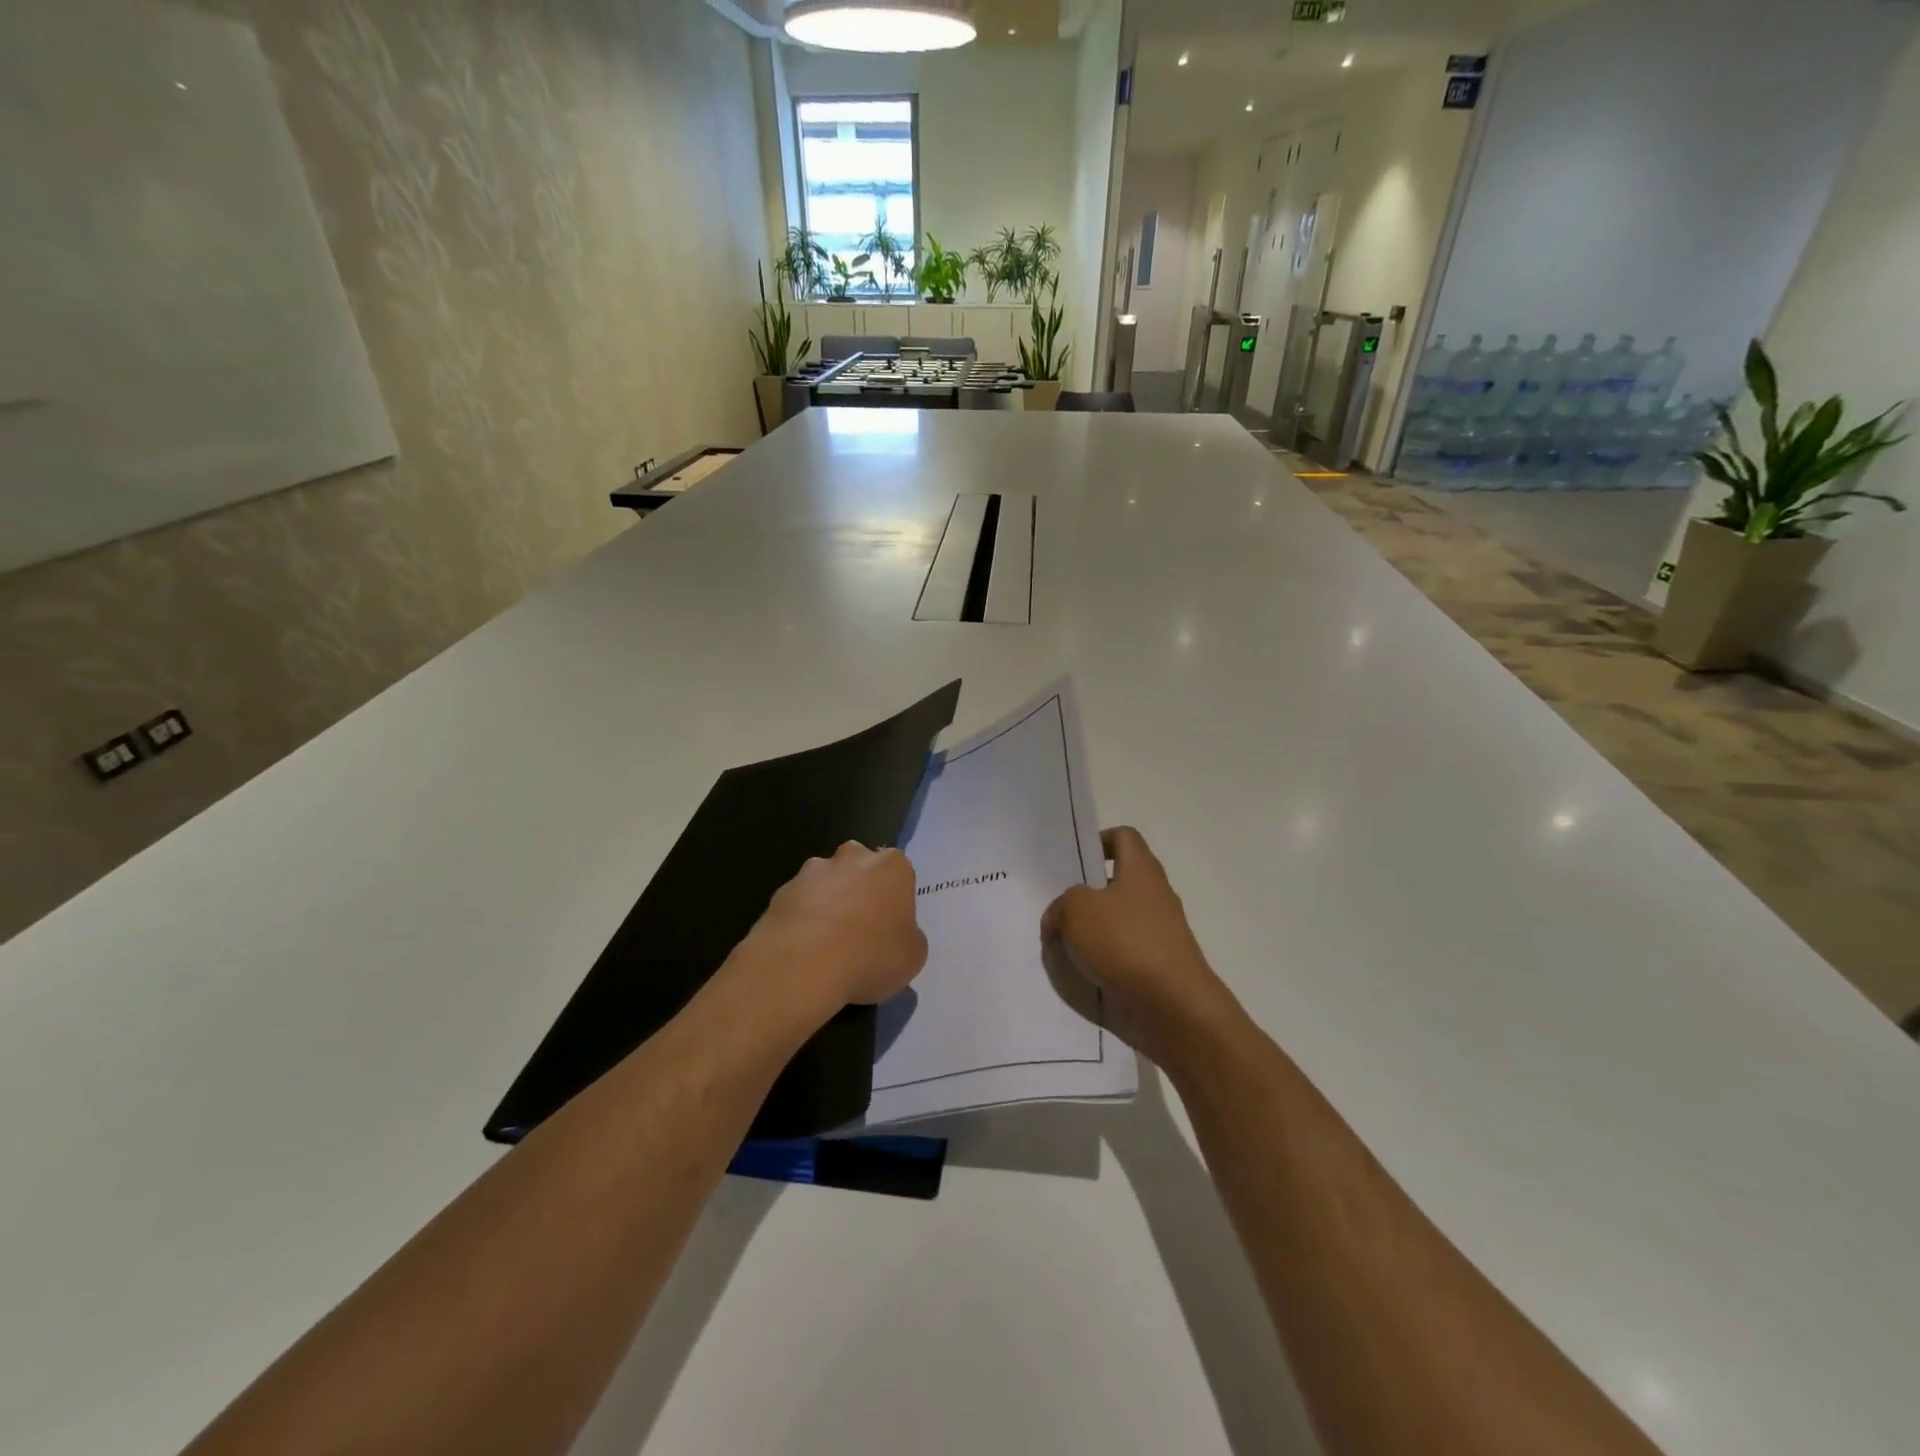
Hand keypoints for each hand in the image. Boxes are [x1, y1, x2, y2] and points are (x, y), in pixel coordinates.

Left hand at [742, 842, 928, 1013]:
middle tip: (860, 930)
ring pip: (826, 883)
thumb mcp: (913, 957)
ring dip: (828, 903)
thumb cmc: (870, 956)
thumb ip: (909, 937)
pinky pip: (799, 903)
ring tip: (826, 944)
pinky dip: (802, 920)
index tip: (891, 928)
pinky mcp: (782, 891)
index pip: (899, 874)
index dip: (895, 901)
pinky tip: (802, 950)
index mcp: (892, 867)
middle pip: (860, 868)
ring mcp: (813, 871)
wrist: (802, 965)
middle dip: (860, 890)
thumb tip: (897, 934)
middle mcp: (853, 858)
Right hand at [1041, 827, 1245, 1072]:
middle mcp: (1155, 895)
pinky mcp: (1159, 965)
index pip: (1124, 837)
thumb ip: (1061, 905)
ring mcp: (1161, 932)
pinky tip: (1081, 971)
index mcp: (1142, 870)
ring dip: (1092, 929)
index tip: (1074, 861)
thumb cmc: (1126, 943)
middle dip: (1087, 892)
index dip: (1099, 840)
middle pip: (1119, 881)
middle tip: (1057, 904)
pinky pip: (1124, 952)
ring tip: (1062, 942)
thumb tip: (1058, 917)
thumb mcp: (1076, 910)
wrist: (1174, 1006)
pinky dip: (1104, 959)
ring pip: (1119, 919)